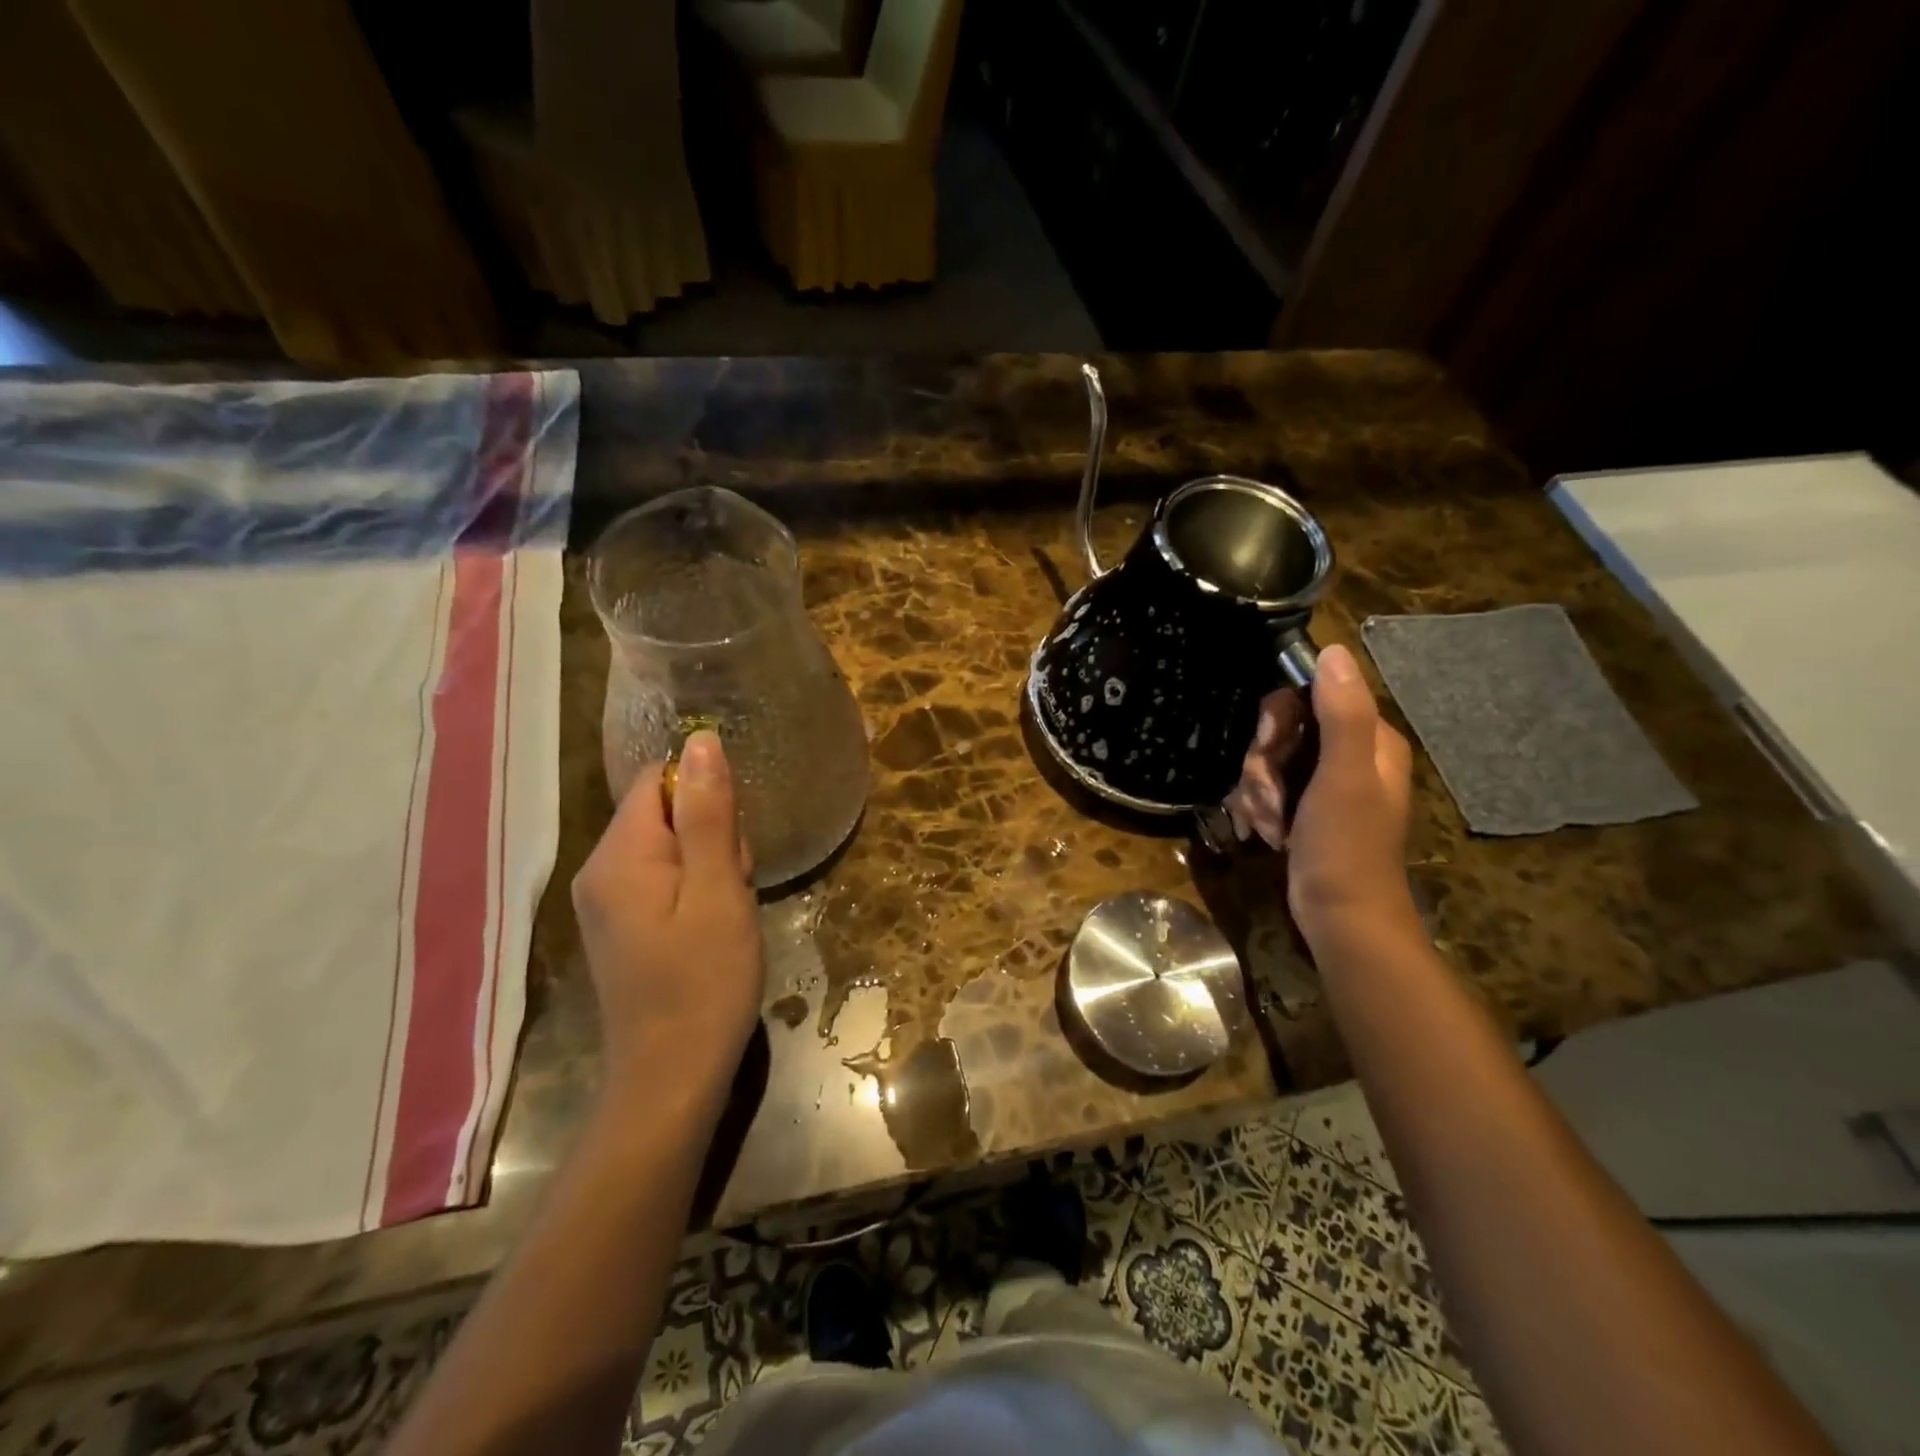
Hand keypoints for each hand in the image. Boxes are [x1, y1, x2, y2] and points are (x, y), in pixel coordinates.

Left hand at [572, 731, 763, 1104]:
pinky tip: (712, 931)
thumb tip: (700, 740)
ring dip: (711, 867)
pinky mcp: (621, 927)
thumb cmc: (704, 983)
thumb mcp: (719, 891)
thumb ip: (708, 813)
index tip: (731, 846)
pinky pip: (664, 880)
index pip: (659, 780)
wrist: (672, 1079)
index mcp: (618, 856)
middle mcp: (599, 870)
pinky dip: (697, 892)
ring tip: (727, 916)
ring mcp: (605, 902)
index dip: (706, 798)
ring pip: (670, 847)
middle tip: (734, 890)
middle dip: (712, 837)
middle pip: (664, 812)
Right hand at [1284, 644, 1417, 946]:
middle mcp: (1350, 755)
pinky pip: (1267, 789)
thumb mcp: (1344, 776)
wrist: (1341, 919)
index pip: (1311, 697)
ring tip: (1271, 824)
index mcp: (1370, 740)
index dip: (1279, 720)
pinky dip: (1259, 809)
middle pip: (1283, 731)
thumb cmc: (1346, 847)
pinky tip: (1266, 833)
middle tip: (1268, 796)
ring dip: (1257, 792)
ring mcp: (1325, 784)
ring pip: (1269, 762)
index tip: (1268, 748)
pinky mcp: (1305, 809)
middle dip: (1263, 765)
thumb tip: (1334, 650)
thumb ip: (1342, 714)